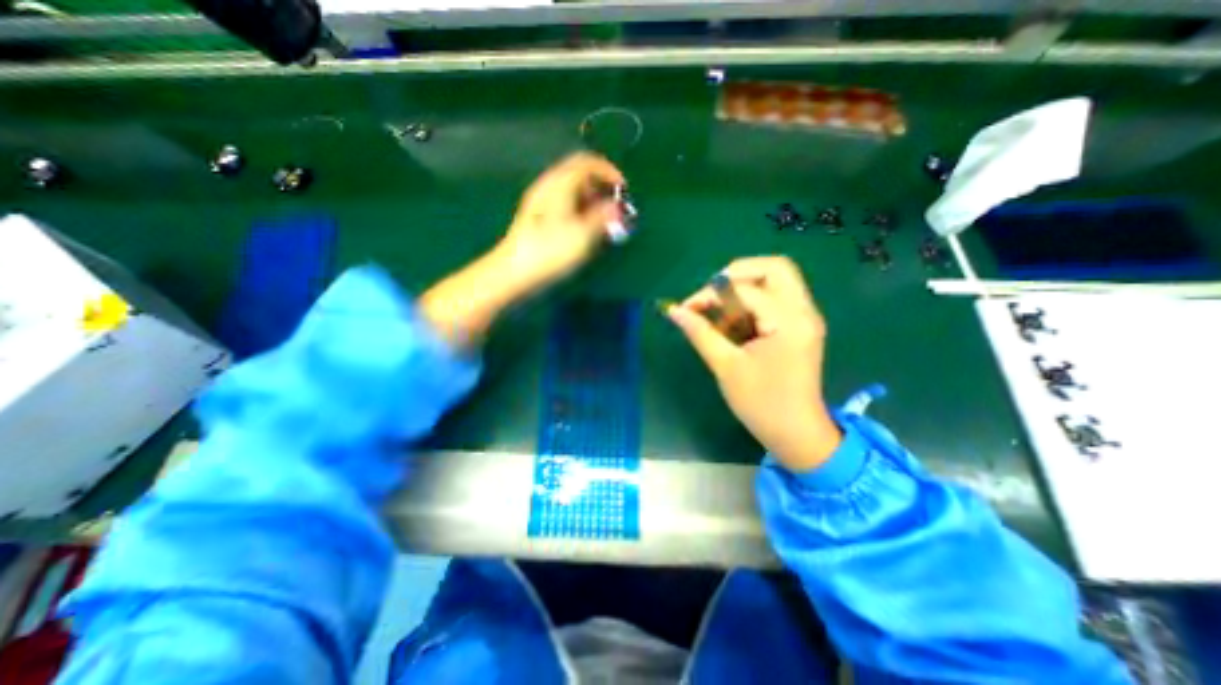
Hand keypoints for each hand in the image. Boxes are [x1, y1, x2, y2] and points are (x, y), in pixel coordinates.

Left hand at [423, 150, 627, 348]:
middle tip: (614, 207)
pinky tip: (584, 228)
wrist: (514, 272)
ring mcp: (541, 201)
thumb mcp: (583, 235)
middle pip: (579, 173)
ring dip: (591, 199)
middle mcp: (549, 185)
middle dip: (601, 187)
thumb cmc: (551, 251)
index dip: (609, 171)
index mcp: (560, 183)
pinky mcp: (537, 216)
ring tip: (603, 220)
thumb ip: (603, 217)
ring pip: (571, 189)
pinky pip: (564, 202)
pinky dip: (579, 209)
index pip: (588, 162)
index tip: (624, 190)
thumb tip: (618, 207)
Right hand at [666, 256, 839, 470]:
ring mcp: (806, 317)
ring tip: (721, 311)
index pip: (744, 290)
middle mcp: (804, 311)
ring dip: (745, 287)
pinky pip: (777, 298)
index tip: (687, 309)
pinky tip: (735, 323)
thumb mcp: (725, 366)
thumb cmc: (761, 404)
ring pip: (777, 280)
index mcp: (789, 321)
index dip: (710, 294)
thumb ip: (700, 332)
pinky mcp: (801, 326)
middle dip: (737, 273)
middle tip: (712, 293)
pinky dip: (753, 301)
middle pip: (774, 267)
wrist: (797, 435)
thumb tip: (673, 310)